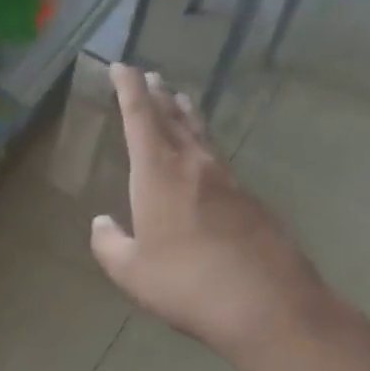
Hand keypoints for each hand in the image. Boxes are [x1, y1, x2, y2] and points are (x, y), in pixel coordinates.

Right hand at [89, 64, 329, 366]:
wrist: (267, 304)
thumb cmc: (186, 284)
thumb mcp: (131, 271)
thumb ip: (109, 244)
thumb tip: (102, 224)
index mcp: (158, 174)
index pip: (140, 117)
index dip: (129, 89)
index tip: (121, 66)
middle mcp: (194, 166)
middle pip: (174, 118)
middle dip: (158, 95)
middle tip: (150, 76)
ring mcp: (228, 182)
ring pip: (202, 136)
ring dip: (186, 115)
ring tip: (178, 101)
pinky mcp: (250, 202)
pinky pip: (219, 161)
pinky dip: (204, 148)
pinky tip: (204, 161)